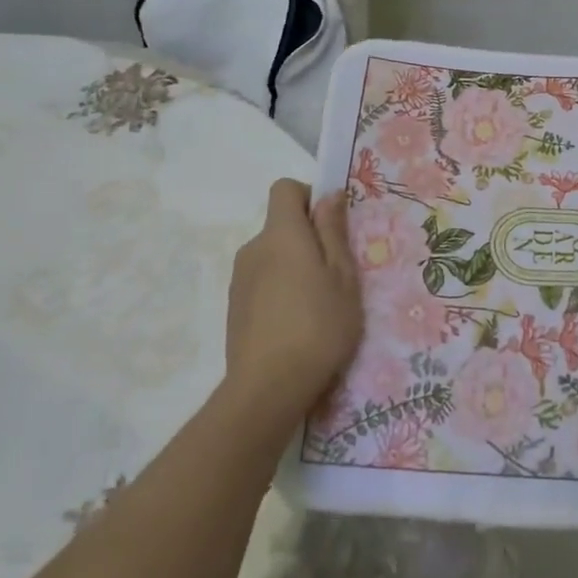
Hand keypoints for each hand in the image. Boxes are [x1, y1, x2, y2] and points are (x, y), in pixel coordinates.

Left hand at [223, 180, 362, 428]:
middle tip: (335, 274)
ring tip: (318, 306)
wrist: (268, 387)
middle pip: (280, 225)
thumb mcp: (343, 276)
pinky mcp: (234, 307)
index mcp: (281, 234)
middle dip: (307, 239)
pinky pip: (262, 282)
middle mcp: (254, 248)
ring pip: (272, 256)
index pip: (284, 189)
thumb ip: (333, 231)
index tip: (331, 226)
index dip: (309, 197)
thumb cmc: (319, 325)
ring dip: (294, 267)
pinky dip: (279, 291)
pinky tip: (295, 325)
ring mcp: (239, 279)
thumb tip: (329, 194)